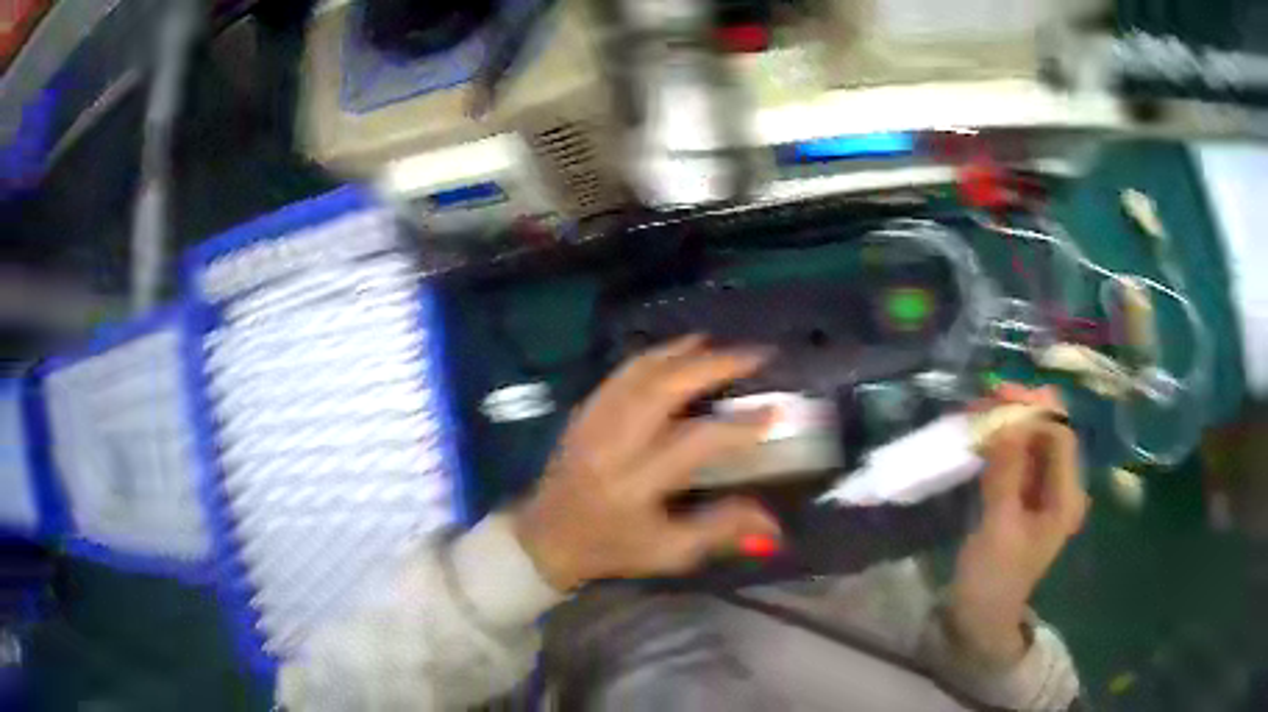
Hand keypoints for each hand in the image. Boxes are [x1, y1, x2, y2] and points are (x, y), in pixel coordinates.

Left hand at [513, 336, 780, 590]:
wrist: (547, 538)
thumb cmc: (612, 549)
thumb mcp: (669, 552)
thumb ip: (721, 531)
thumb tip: (773, 521)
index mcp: (635, 486)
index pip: (693, 444)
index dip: (737, 427)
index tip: (773, 411)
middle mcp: (612, 447)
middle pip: (662, 391)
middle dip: (712, 366)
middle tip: (752, 356)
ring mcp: (592, 424)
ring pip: (638, 374)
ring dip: (682, 353)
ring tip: (718, 345)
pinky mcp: (582, 414)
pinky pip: (620, 374)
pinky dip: (652, 357)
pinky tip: (676, 351)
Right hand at [948, 386, 1088, 665]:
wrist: (979, 618)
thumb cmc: (994, 578)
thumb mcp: (1000, 528)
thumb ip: (1007, 474)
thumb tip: (1008, 420)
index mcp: (1066, 496)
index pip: (1060, 436)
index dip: (1034, 409)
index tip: (999, 394)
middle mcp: (1059, 487)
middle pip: (1047, 433)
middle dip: (1019, 411)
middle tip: (984, 398)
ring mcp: (1039, 492)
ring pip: (1029, 442)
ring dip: (1006, 423)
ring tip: (975, 412)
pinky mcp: (1020, 497)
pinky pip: (1014, 458)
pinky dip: (998, 443)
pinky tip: (978, 435)